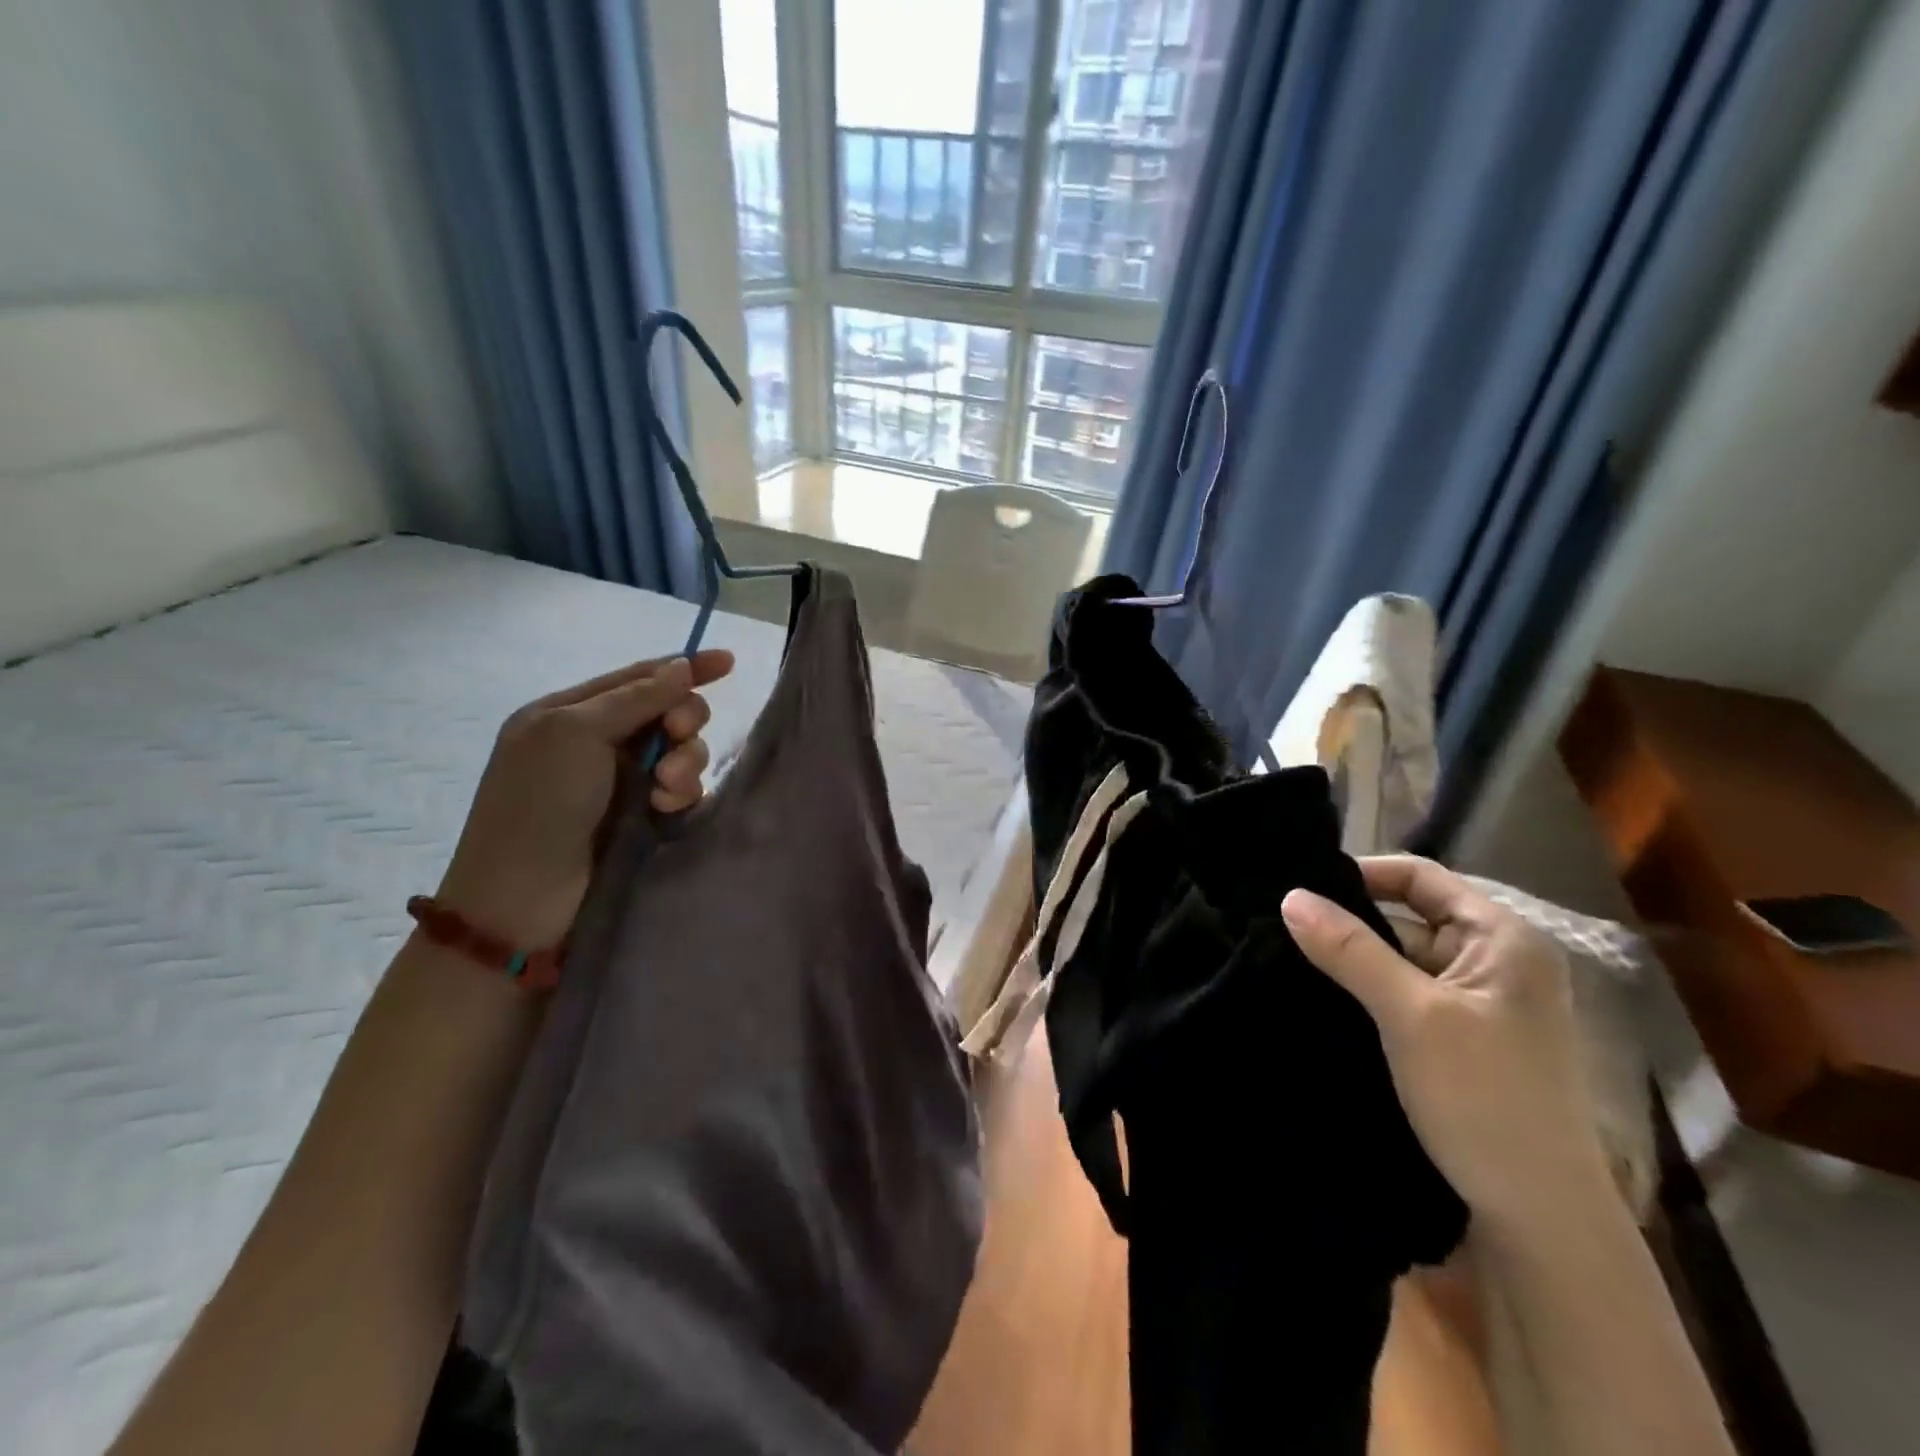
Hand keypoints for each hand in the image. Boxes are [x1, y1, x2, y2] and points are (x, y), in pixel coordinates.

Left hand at [435, 651, 733, 949]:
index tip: (730, 662)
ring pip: (683, 751)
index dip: (685, 668)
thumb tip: (683, 665)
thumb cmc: (539, 803)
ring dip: (685, 762)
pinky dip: (683, 792)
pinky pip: (684, 789)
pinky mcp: (646, 816)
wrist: (525, 896)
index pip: (640, 677)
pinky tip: (668, 808)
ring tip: (667, 789)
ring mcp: (625, 781)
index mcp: (573, 712)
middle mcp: (601, 742)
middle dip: (684, 720)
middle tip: (677, 736)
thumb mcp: (575, 733)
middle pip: (669, 712)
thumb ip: (635, 697)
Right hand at [1281, 855, 1616, 1242]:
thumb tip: (1289, 896)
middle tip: (1280, 922)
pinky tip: (1319, 995)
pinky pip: (1403, 994)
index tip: (1300, 887)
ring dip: (1353, 958)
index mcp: (1502, 938)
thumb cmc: (1485, 1098)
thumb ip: (1349, 949)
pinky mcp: (1461, 1038)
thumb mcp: (1410, 1014)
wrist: (1539, 1220)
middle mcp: (1495, 960)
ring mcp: (1479, 1002)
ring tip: (1285, 953)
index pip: (1419, 876)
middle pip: (1408, 915)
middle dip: (1348, 919)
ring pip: (1401, 958)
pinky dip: (1365, 991)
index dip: (1360, 873)